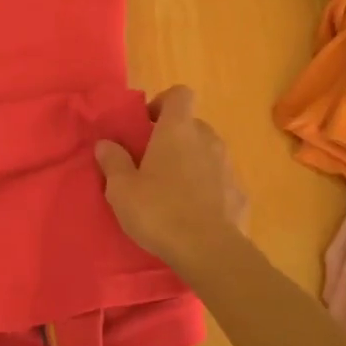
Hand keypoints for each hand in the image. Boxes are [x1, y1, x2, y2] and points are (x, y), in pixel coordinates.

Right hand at [95, 86, 248, 273]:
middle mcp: (207, 140)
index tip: (147, 124)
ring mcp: (228, 167)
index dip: (163, 103)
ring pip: (208, 154)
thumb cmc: (159, 211)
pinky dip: (208, 189)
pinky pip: (220, 182)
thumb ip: (113, 161)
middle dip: (174, 138)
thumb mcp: (121, 189)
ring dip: (192, 164)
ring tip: (172, 192)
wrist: (210, 251)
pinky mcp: (240, 194)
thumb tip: (105, 143)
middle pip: (192, 125)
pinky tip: (194, 214)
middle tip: (152, 163)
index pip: (179, 94)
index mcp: (178, 130)